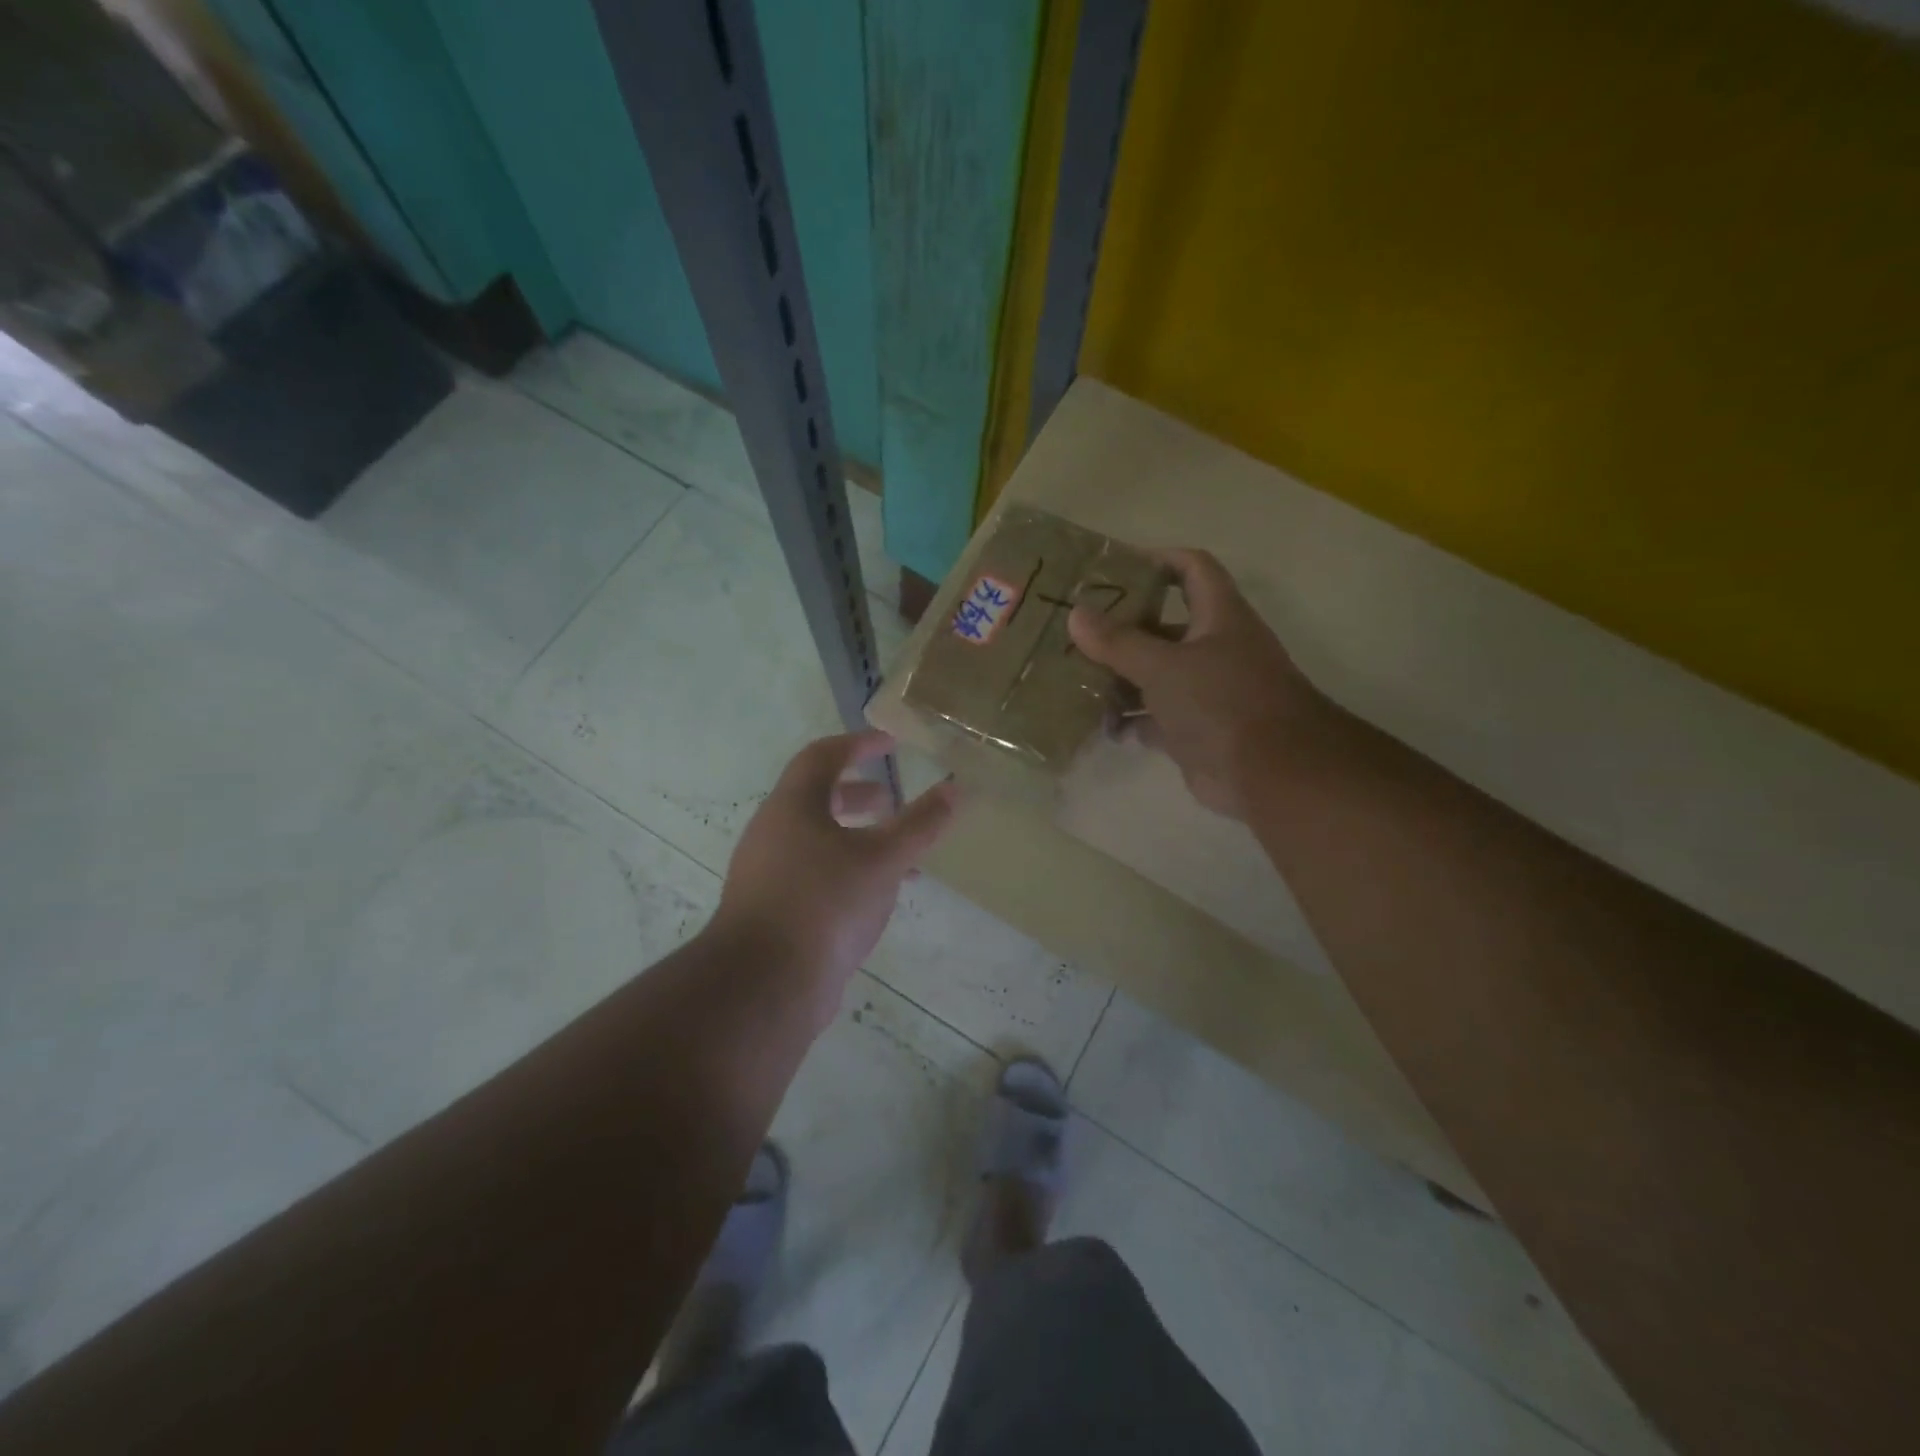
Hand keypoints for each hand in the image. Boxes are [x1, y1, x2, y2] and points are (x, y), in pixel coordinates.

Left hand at [710, 731, 958, 1030]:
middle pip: (817, 799)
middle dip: (859, 796)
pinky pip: (814, 876)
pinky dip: (847, 873)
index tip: (892, 743)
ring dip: (858, 839)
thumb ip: (920, 824)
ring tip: (898, 857)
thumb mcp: (883, 860)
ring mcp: (767, 874)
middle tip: (892, 801)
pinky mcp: (771, 911)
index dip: (859, 745)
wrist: (765, 984)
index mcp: (792, 806)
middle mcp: (772, 832)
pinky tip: (874, 900)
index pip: (823, 756)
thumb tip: (956, 788)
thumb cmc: (825, 903)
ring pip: (818, 841)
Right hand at [1069, 549, 1321, 819]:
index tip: (1113, 568)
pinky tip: (1102, 725)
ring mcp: (1207, 691)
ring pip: (1156, 674)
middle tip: (1077, 631)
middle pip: (1164, 626)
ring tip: (1076, 679)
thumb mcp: (1164, 666)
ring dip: (1120, 678)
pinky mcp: (1197, 729)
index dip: (1158, 559)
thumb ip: (1119, 642)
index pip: (1192, 569)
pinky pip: (1155, 716)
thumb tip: (1076, 614)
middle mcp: (1215, 648)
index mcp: (1219, 617)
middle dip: (1122, 629)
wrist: (1272, 774)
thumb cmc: (1222, 702)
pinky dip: (1131, 719)